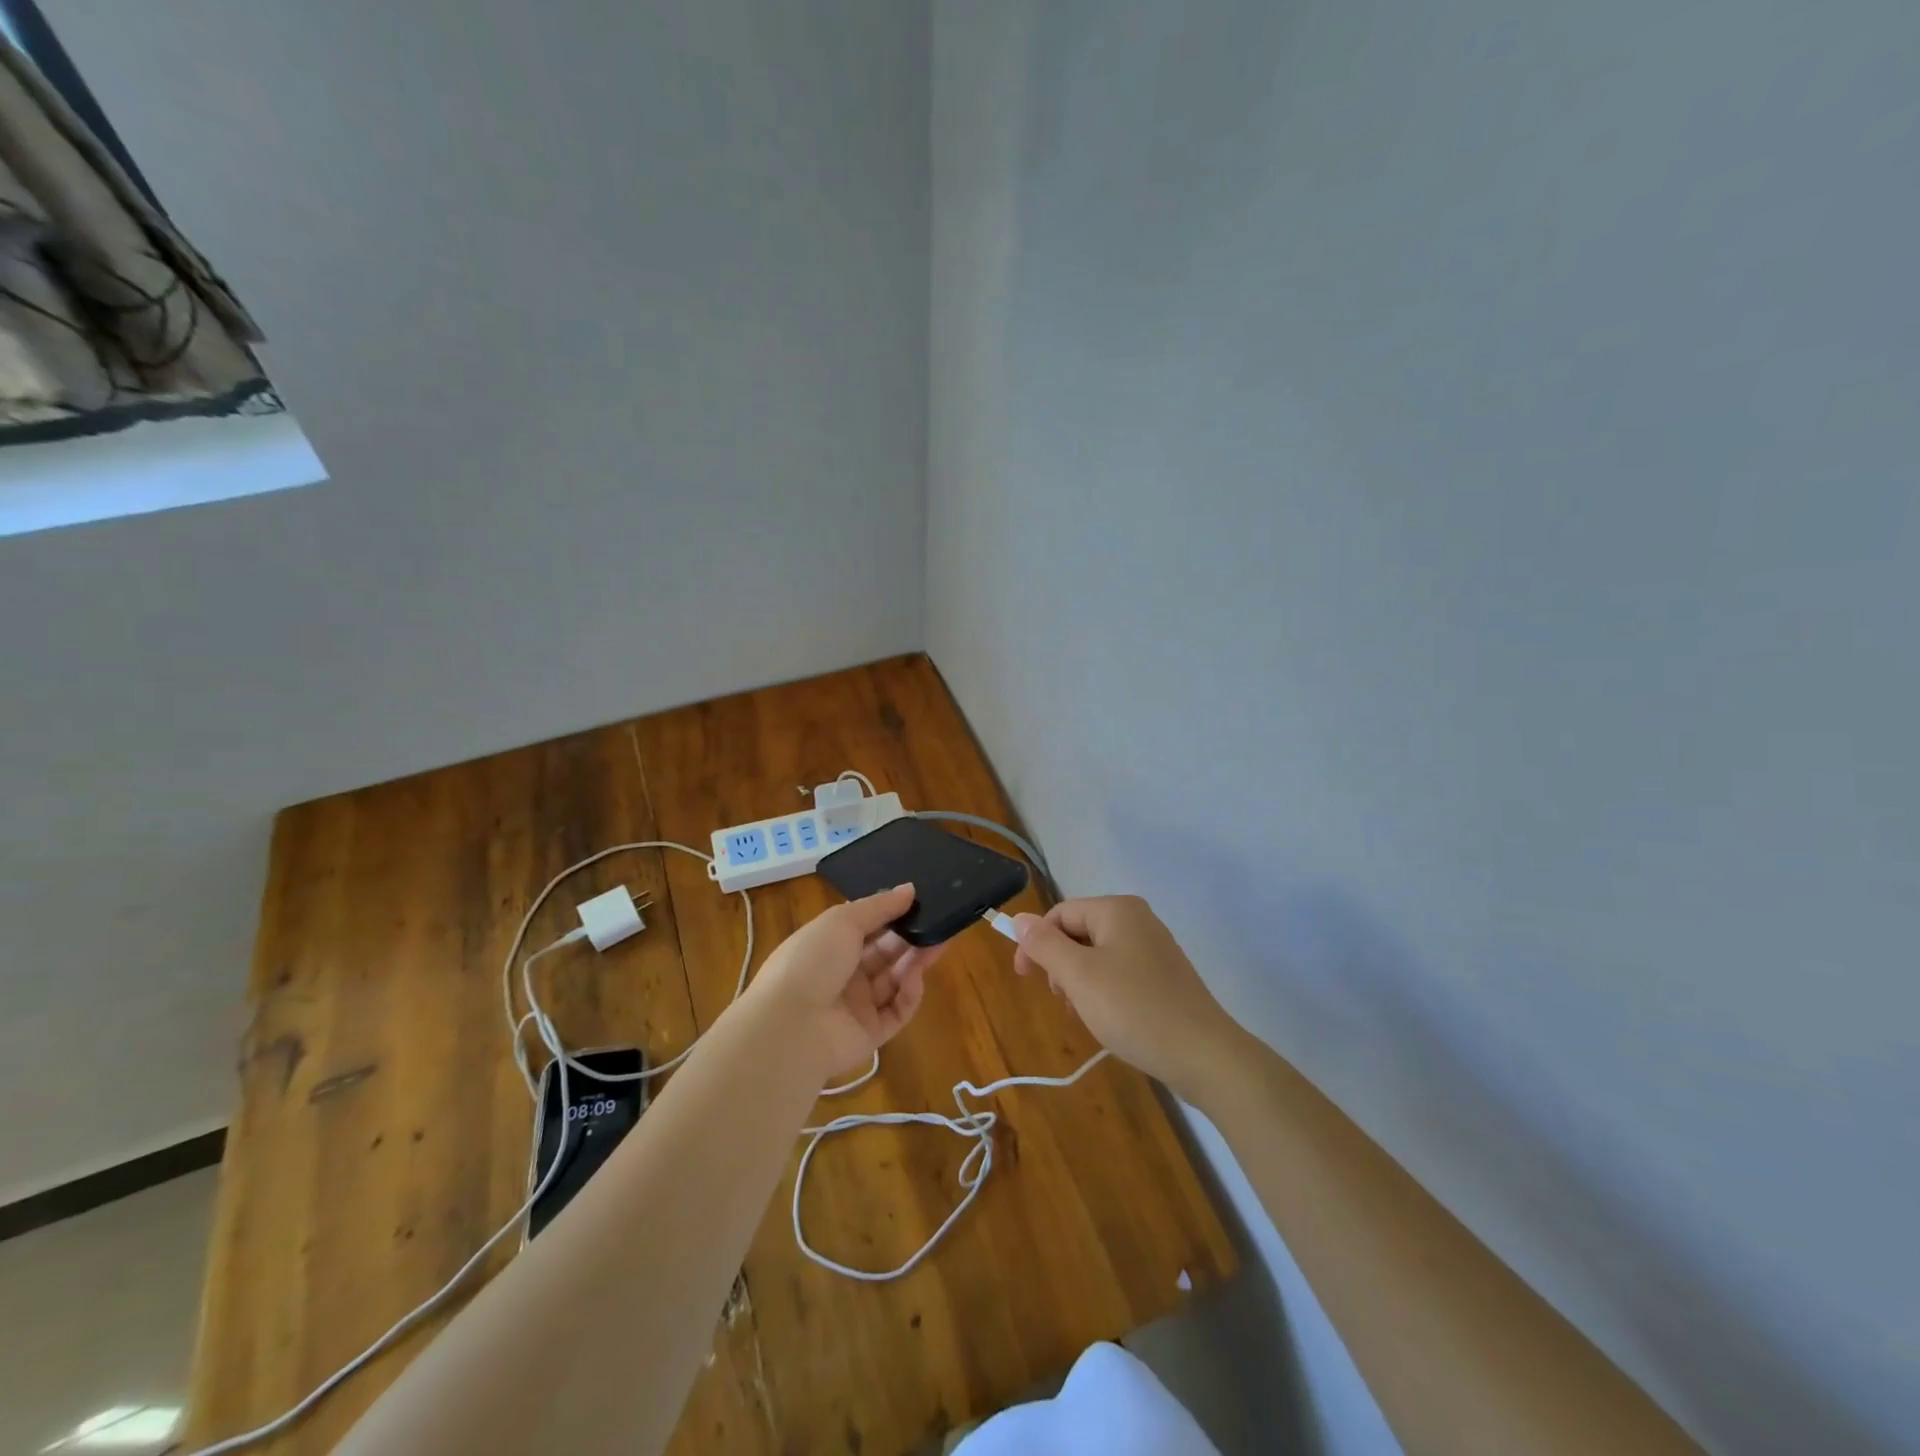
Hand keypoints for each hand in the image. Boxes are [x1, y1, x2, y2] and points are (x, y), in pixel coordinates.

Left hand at [745, 884, 947, 1078]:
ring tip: (939, 942)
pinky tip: (915, 978)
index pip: (865, 927)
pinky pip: (897, 1011)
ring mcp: (857, 1006)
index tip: (919, 900)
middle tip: (939, 921)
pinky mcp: (871, 1034)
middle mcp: (843, 974)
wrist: (790, 1026)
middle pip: (884, 953)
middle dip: (910, 936)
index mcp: (829, 945)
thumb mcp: (843, 921)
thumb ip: (879, 906)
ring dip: (915, 961)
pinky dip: (909, 994)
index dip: (891, 914)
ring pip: (895, 980)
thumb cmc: (811, 961)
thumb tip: (910, 889)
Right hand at [1013, 896, 1245, 1104]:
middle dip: (1060, 965)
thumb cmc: (1134, 1009)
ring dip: (1080, 982)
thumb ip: (1044, 944)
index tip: (1024, 979)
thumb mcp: (1078, 976)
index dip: (1036, 943)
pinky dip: (1103, 991)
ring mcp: (1154, 947)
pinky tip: (1108, 1019)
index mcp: (1117, 909)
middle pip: (1078, 932)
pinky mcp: (1164, 975)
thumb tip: (1019, 918)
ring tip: (1085, 1014)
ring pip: (1097, 956)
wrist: (1204, 1055)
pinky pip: (1119, 972)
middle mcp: (1137, 919)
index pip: (1059, 914)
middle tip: (1062, 1000)